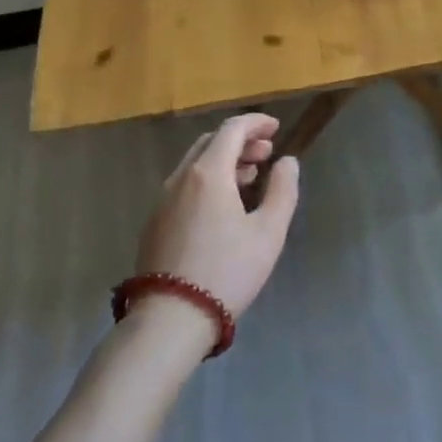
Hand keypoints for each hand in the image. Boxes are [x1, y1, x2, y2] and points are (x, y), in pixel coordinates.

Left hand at [137, 113, 299, 318]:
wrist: (170, 318)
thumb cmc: (227, 271)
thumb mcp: (268, 232)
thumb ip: (282, 190)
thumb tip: (287, 162)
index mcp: (208, 173)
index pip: (232, 129)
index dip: (256, 123)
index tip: (276, 127)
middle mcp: (181, 177)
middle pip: (211, 142)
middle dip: (240, 141)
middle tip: (266, 154)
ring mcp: (163, 199)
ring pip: (195, 163)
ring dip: (224, 161)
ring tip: (249, 178)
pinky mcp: (155, 221)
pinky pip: (184, 184)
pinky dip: (207, 179)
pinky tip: (223, 204)